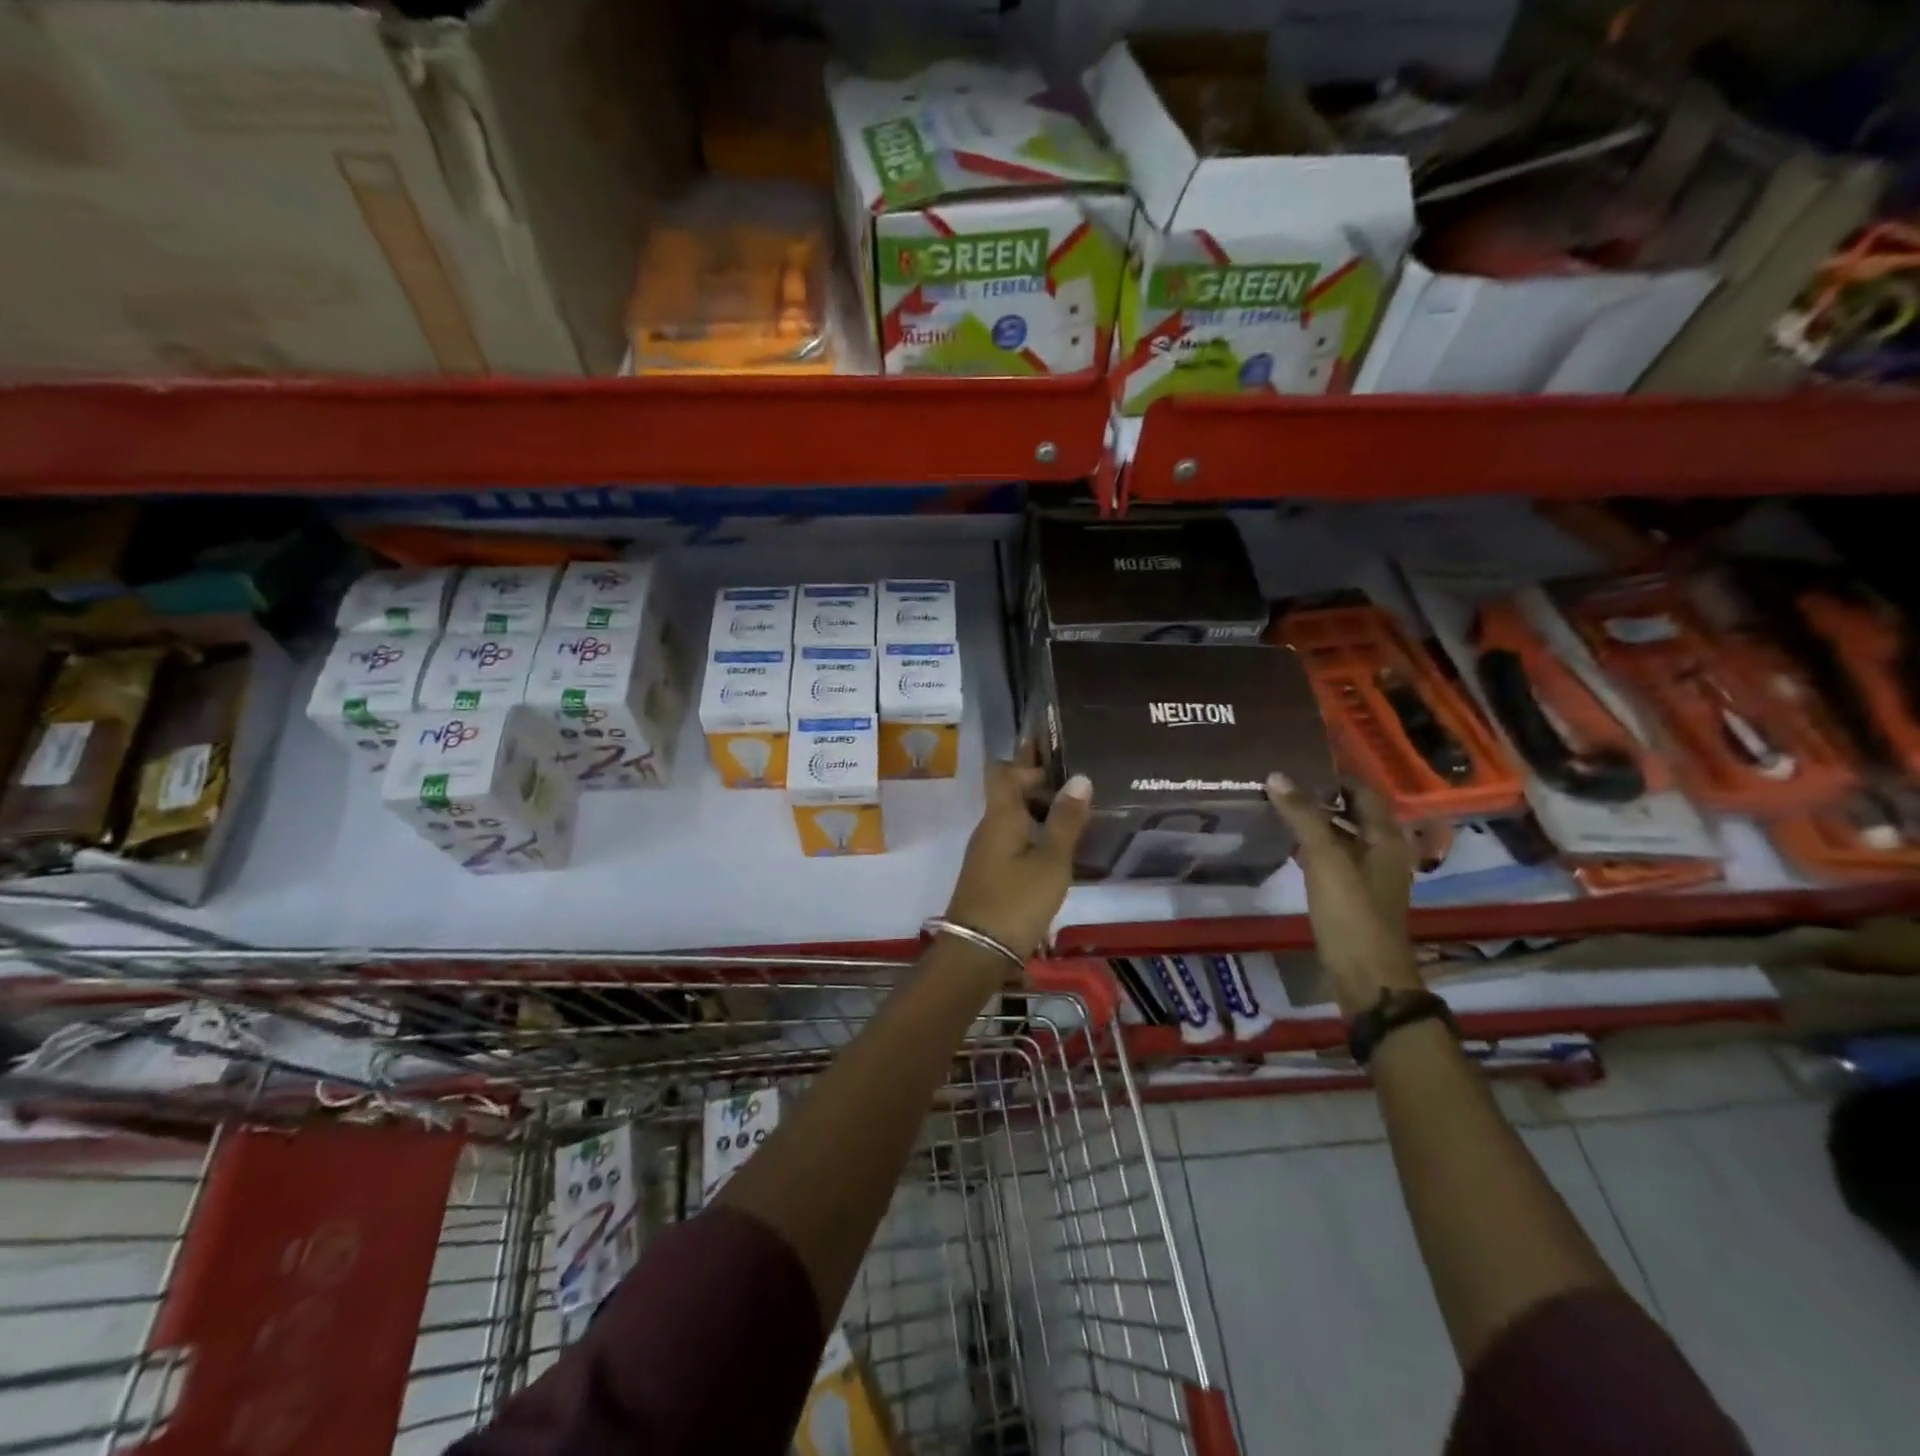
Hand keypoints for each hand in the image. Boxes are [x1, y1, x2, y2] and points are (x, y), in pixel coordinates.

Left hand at [943, 743, 1091, 966]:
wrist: (978, 951)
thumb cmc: (1017, 900)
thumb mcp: (1051, 860)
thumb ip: (1065, 820)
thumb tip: (1080, 777)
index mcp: (1001, 815)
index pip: (1005, 770)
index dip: (1026, 757)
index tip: (1055, 748)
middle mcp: (989, 827)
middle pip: (1009, 792)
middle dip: (1039, 782)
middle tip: (1078, 778)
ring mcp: (987, 851)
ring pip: (1013, 816)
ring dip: (1039, 809)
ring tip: (1077, 808)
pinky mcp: (991, 872)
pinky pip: (1014, 838)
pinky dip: (1035, 832)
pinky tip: (1060, 843)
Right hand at [1265, 774, 1423, 1016]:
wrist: (1366, 975)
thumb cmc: (1351, 912)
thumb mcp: (1325, 858)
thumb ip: (1302, 815)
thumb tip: (1277, 775)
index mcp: (1386, 838)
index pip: (1364, 792)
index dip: (1336, 774)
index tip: (1301, 760)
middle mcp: (1383, 852)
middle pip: (1353, 813)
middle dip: (1322, 796)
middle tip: (1282, 781)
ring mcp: (1369, 876)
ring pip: (1342, 837)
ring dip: (1316, 821)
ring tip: (1278, 807)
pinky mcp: (1353, 896)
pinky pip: (1333, 859)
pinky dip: (1313, 847)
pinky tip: (1287, 845)